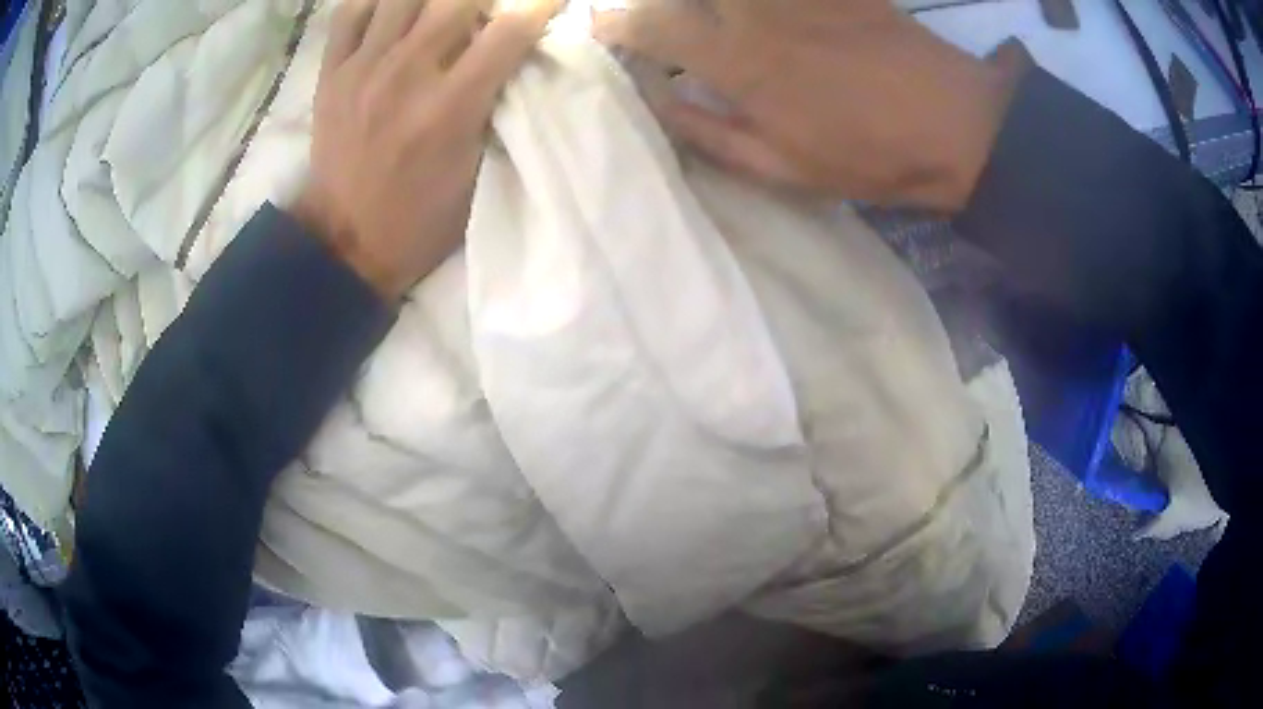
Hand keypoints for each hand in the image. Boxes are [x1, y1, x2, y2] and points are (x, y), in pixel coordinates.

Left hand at [292, 0, 558, 300]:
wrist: (344, 243)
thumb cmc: (419, 220)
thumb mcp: (477, 176)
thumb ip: (497, 112)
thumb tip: (513, 62)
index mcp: (450, 107)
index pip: (510, 30)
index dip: (541, 5)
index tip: (552, 1)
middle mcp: (406, 74)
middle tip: (490, 11)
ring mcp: (363, 69)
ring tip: (444, 9)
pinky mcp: (332, 74)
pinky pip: (351, 12)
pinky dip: (376, 1)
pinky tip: (395, 10)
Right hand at [595, 0, 1022, 211]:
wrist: (957, 127)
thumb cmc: (870, 154)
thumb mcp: (783, 167)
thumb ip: (711, 133)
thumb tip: (660, 102)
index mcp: (739, 60)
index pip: (654, 24)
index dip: (617, 21)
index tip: (599, 23)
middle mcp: (758, 10)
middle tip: (651, 12)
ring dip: (708, 0)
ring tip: (703, 15)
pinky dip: (768, 0)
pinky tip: (763, 12)